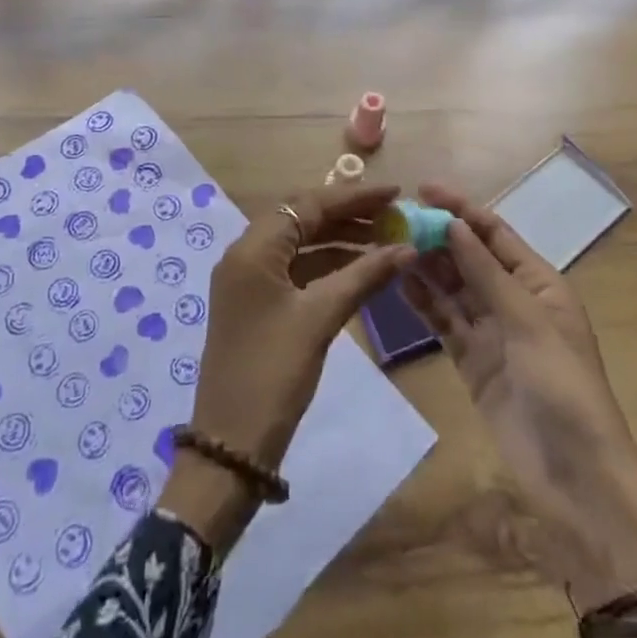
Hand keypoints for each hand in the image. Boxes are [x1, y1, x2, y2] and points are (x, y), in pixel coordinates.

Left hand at [158, 184, 414, 553]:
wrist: (230, 444)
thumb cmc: (273, 373)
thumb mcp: (320, 319)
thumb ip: (363, 277)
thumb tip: (406, 248)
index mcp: (253, 248)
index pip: (308, 204)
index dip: (354, 196)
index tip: (394, 193)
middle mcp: (246, 254)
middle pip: (302, 218)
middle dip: (348, 214)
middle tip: (392, 216)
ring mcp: (249, 280)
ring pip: (300, 244)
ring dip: (340, 240)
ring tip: (385, 240)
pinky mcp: (257, 303)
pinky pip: (296, 269)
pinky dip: (327, 265)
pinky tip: (360, 270)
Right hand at [401, 185, 636, 608]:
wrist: (576, 476)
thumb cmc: (562, 385)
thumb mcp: (526, 320)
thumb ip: (485, 271)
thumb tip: (452, 224)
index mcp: (539, 282)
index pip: (494, 232)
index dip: (460, 208)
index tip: (423, 189)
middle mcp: (513, 300)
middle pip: (469, 257)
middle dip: (437, 235)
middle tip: (394, 218)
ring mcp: (491, 331)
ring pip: (452, 287)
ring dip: (426, 265)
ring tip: (389, 243)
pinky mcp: (472, 360)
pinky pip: (444, 321)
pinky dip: (424, 302)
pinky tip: (399, 282)